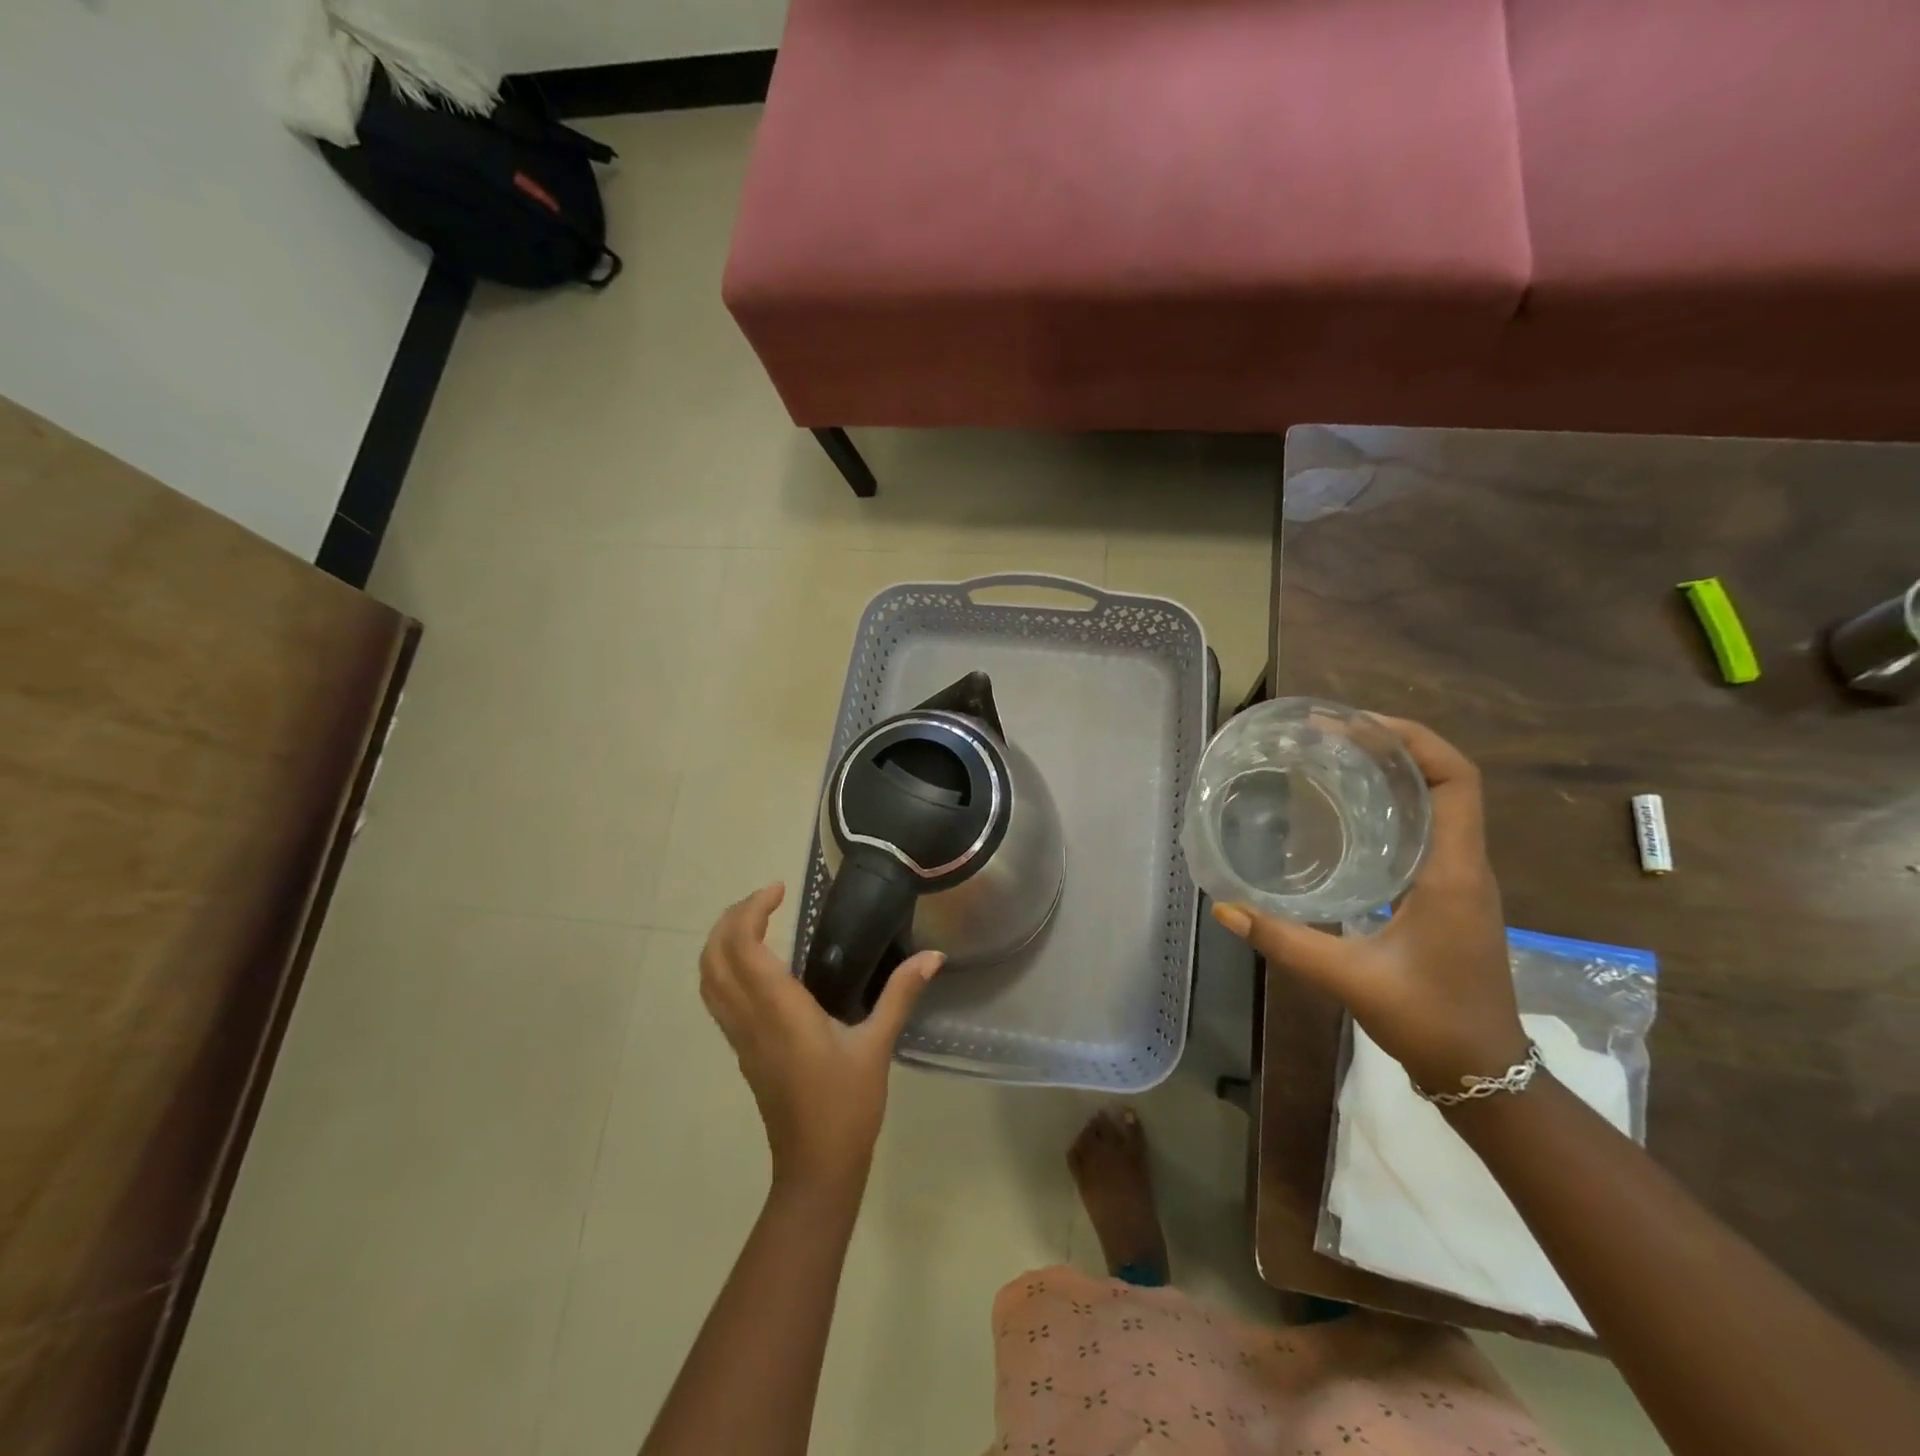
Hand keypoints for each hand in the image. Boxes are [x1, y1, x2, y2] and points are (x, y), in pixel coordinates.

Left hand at [699, 884, 942, 1193]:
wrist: (815, 1169)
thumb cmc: (846, 1106)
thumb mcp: (877, 1046)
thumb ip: (900, 994)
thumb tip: (933, 955)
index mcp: (779, 1010)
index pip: (744, 947)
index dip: (752, 910)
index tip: (780, 889)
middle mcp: (750, 1018)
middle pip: (714, 957)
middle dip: (731, 918)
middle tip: (767, 898)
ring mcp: (741, 1036)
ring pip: (709, 979)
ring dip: (722, 941)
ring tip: (756, 920)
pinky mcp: (743, 1050)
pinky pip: (718, 998)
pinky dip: (725, 967)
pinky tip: (759, 964)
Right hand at [1211, 717, 1527, 1093]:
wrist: (1486, 1074)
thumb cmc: (1430, 1020)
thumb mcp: (1350, 978)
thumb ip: (1286, 941)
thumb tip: (1226, 907)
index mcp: (1452, 873)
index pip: (1457, 780)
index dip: (1414, 740)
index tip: (1357, 725)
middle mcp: (1464, 865)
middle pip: (1445, 781)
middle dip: (1394, 746)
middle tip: (1330, 735)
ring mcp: (1459, 880)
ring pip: (1438, 804)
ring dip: (1395, 773)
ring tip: (1334, 760)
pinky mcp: (1446, 895)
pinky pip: (1426, 830)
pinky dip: (1393, 807)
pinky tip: (1346, 816)